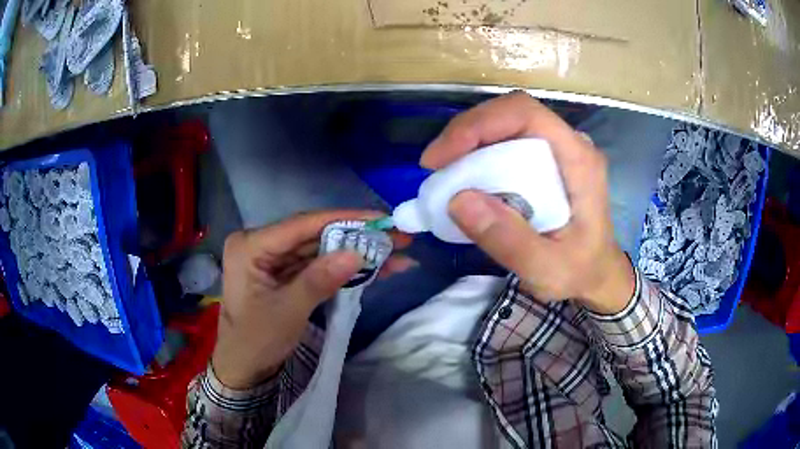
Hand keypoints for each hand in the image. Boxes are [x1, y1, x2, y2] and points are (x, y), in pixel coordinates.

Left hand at [211, 210, 413, 388]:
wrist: (244, 367)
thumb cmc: (256, 340)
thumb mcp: (288, 312)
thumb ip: (319, 280)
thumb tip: (357, 254)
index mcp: (251, 245)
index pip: (301, 225)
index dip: (343, 219)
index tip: (380, 217)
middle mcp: (262, 243)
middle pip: (315, 235)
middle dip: (356, 237)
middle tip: (396, 235)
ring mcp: (275, 258)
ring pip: (321, 249)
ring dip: (355, 252)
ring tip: (396, 252)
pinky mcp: (286, 272)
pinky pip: (318, 265)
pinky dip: (344, 268)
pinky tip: (375, 268)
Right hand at [421, 92, 633, 313]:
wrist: (597, 274)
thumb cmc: (580, 272)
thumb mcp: (548, 270)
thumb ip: (509, 241)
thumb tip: (457, 200)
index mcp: (578, 159)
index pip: (525, 114)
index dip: (478, 125)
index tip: (442, 158)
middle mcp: (568, 144)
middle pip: (510, 114)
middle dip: (466, 133)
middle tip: (434, 167)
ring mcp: (556, 151)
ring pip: (504, 126)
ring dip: (468, 143)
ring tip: (443, 174)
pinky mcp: (544, 161)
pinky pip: (505, 144)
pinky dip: (477, 155)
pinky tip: (463, 177)